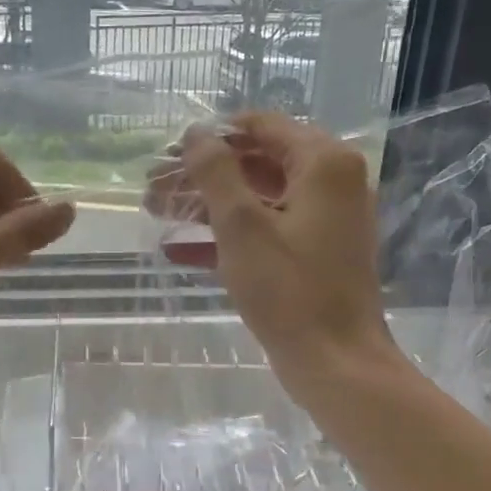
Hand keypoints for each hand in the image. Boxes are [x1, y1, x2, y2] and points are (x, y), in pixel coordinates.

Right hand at [151, 113, 406, 398]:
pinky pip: (267, 228)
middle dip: (202, 174)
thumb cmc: (289, 289)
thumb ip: (215, 172)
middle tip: (154, 188)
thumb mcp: (241, 225)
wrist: (336, 363)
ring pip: (258, 196)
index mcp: (324, 163)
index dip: (211, 136)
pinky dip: (228, 234)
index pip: (261, 126)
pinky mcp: (315, 251)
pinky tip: (179, 249)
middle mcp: (332, 181)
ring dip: (207, 204)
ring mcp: (326, 219)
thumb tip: (195, 132)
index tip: (169, 154)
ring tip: (156, 212)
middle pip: (257, 161)